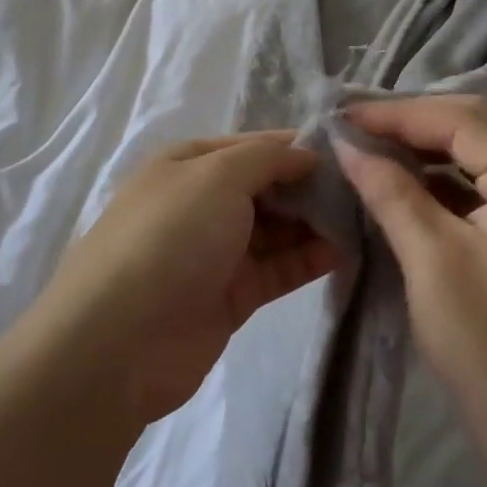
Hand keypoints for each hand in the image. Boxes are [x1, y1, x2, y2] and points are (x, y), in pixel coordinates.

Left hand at [44, 132, 340, 424]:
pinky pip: (278, 268)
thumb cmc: (170, 236)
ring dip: (314, 223)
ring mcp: (215, 251)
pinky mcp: (231, 296)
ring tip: (366, 217)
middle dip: (309, 186)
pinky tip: (346, 251)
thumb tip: (305, 153)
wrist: (121, 340)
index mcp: (188, 163)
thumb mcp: (217, 175)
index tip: (347, 151)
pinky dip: (308, 259)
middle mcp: (201, 202)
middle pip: (266, 187)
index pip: (253, 146)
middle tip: (365, 188)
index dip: (296, 147)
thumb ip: (266, 158)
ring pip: (276, 229)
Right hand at [334, 95, 486, 477]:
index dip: (399, 114)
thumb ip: (390, 191)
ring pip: (481, 154)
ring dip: (427, 148)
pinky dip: (444, 179)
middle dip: (413, 123)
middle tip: (356, 127)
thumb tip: (348, 144)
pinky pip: (486, 186)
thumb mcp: (431, 261)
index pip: (464, 121)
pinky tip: (405, 183)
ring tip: (372, 147)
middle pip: (477, 128)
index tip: (344, 116)